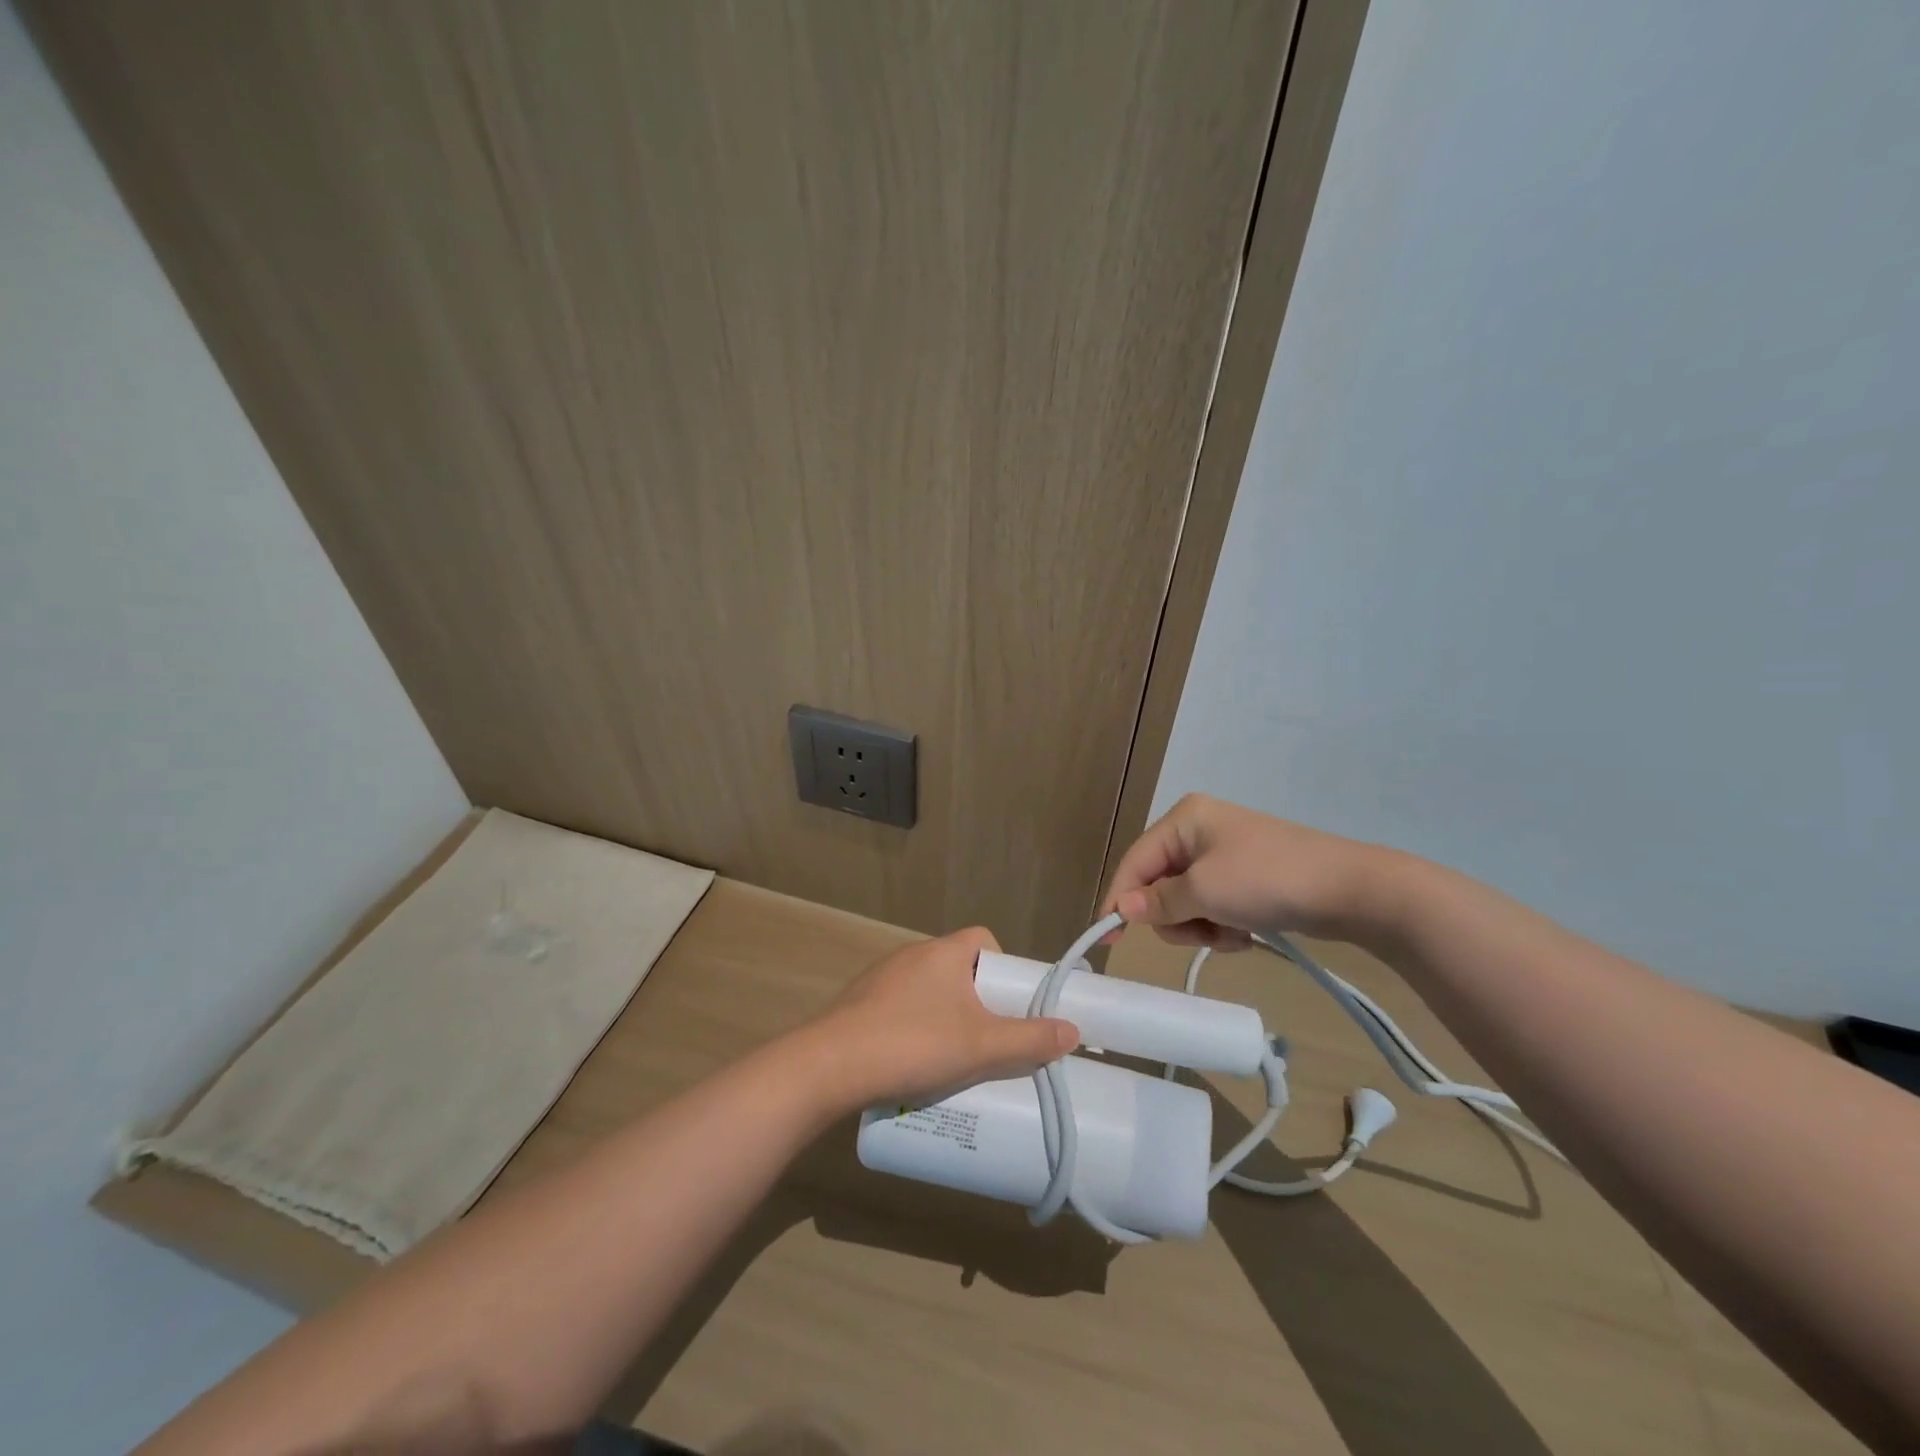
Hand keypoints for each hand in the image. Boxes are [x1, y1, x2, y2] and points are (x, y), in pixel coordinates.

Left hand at [813, 928, 1079, 1105]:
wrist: (829, 1065)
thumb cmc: (913, 1043)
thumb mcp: (980, 1046)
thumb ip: (1029, 1039)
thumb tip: (1072, 1031)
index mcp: (943, 952)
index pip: (984, 939)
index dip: (1003, 966)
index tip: (1011, 1003)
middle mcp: (911, 955)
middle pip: (958, 968)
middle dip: (978, 1000)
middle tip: (990, 1038)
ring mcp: (880, 979)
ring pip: (928, 990)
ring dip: (945, 1016)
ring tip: (955, 1058)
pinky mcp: (859, 1004)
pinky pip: (899, 1008)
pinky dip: (914, 1027)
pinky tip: (914, 1063)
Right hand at [1100, 794, 1395, 949]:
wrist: (1351, 890)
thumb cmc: (1268, 879)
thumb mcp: (1205, 892)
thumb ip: (1159, 902)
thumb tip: (1122, 910)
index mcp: (1184, 819)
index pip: (1135, 861)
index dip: (1119, 899)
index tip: (1108, 939)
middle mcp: (1199, 830)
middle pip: (1158, 883)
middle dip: (1175, 916)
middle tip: (1201, 932)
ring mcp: (1224, 854)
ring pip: (1185, 901)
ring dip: (1201, 926)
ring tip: (1231, 934)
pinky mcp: (1245, 877)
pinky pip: (1212, 906)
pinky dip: (1222, 926)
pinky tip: (1246, 934)